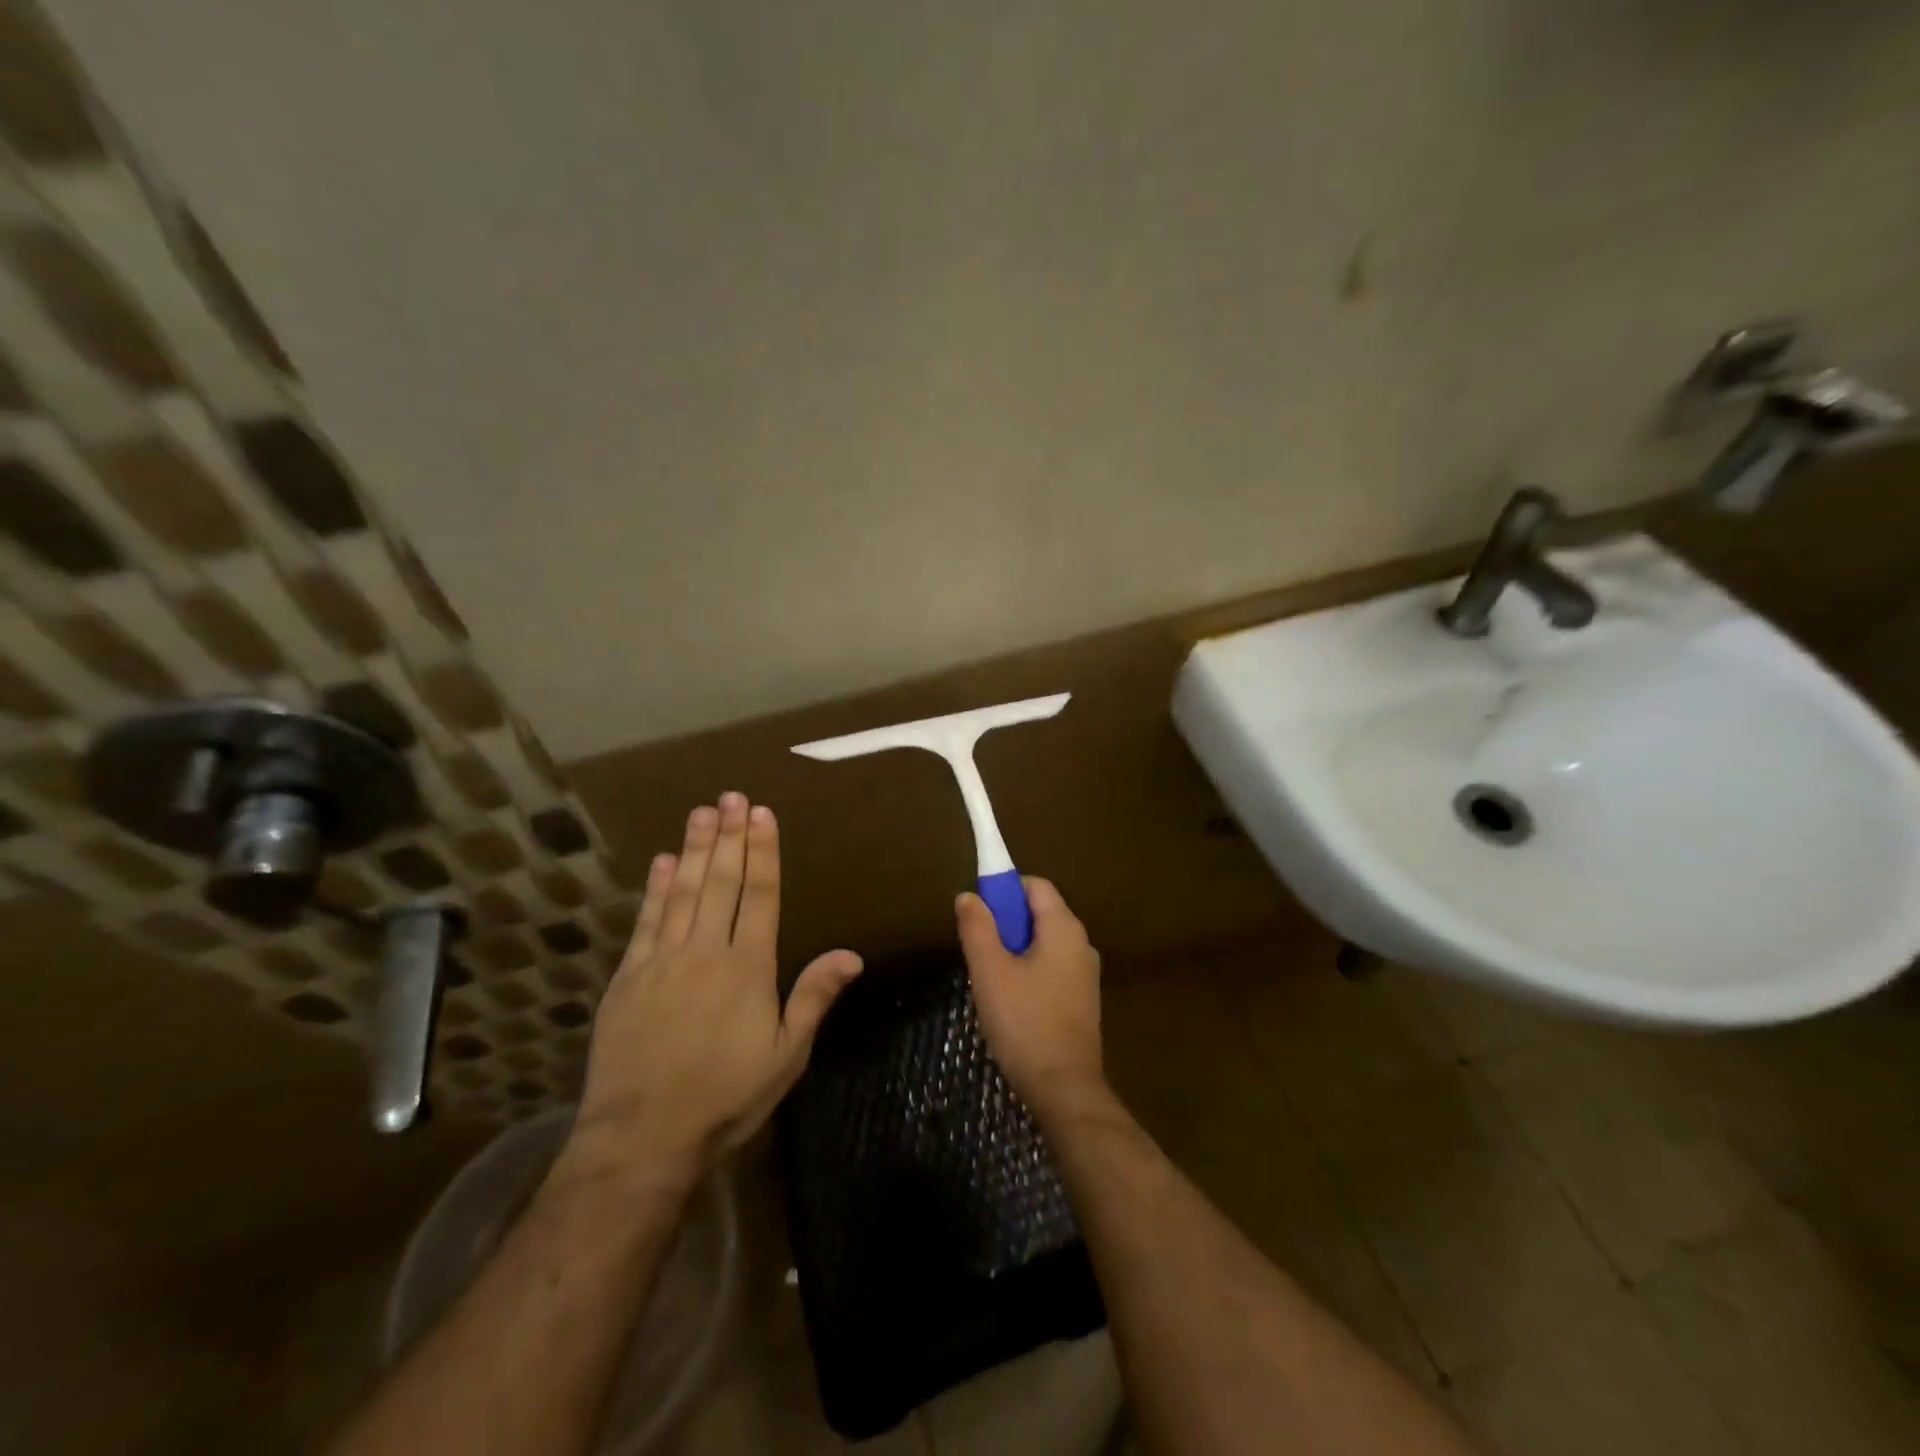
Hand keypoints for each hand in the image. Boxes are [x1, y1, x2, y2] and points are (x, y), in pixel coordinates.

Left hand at [562, 794, 862, 1188]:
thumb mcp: (785, 1055)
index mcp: (748, 967)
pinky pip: (645, 921)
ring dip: (694, 849)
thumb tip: (852, 954)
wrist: (641, 1137)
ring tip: (702, 811)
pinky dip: (655, 889)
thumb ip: (814, 998)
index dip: (762, 852)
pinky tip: (663, 862)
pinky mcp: (628, 977)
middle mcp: (706, 951)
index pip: (759, 895)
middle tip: (732, 796)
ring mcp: (662, 960)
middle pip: (720, 882)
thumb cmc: (725, 1096)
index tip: (762, 815)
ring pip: (682, 892)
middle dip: (729, 836)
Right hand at [956, 877, 1103, 1116]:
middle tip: (978, 947)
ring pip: (1044, 943)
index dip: (1005, 888)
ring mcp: (1086, 973)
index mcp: (1064, 928)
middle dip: (1007, 921)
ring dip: (1015, 948)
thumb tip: (969, 896)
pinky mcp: (1083, 1000)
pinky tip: (1010, 1000)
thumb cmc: (1024, 1022)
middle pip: (1041, 913)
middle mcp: (1082, 943)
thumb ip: (977, 928)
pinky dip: (1029, 970)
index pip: (1035, 885)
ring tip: (990, 976)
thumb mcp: (990, 971)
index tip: (978, 911)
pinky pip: (1052, 967)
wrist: (1064, 1089)